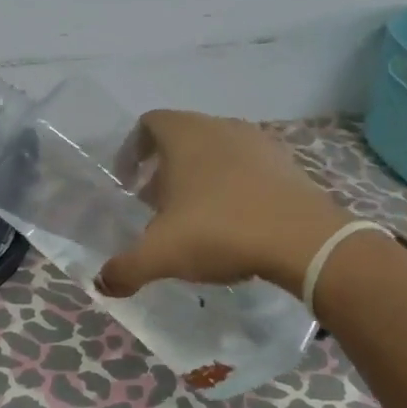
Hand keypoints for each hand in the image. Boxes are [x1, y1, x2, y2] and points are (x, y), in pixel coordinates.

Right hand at [96, 110, 350, 299]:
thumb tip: (103, 283)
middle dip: (164, 168)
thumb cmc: (220, 232)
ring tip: (195, 215)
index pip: (148, 124)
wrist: (303, 240)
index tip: (128, 183)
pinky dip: (234, 186)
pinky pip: (249, 168)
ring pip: (217, 151)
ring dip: (201, 177)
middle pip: (182, 137)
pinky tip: (234, 221)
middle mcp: (220, 126)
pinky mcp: (287, 164)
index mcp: (185, 134)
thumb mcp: (160, 255)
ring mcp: (259, 142)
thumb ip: (124, 269)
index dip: (132, 150)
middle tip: (156, 205)